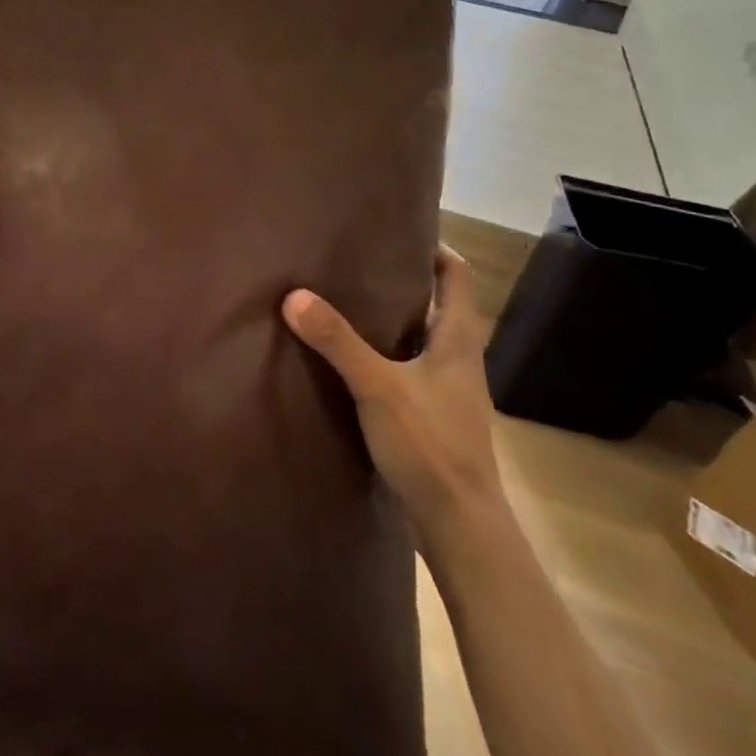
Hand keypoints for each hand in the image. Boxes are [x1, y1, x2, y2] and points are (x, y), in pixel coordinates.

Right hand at [283, 247, 501, 545]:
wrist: (460, 524)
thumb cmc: (430, 445)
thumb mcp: (377, 387)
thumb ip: (337, 341)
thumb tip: (294, 296)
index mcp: (458, 340)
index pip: (458, 277)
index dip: (436, 249)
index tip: (401, 231)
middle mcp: (459, 359)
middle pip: (439, 305)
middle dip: (405, 281)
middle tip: (358, 263)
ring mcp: (449, 391)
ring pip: (423, 340)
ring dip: (394, 321)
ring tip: (348, 305)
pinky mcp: (434, 417)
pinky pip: (410, 370)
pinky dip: (387, 356)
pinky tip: (354, 363)